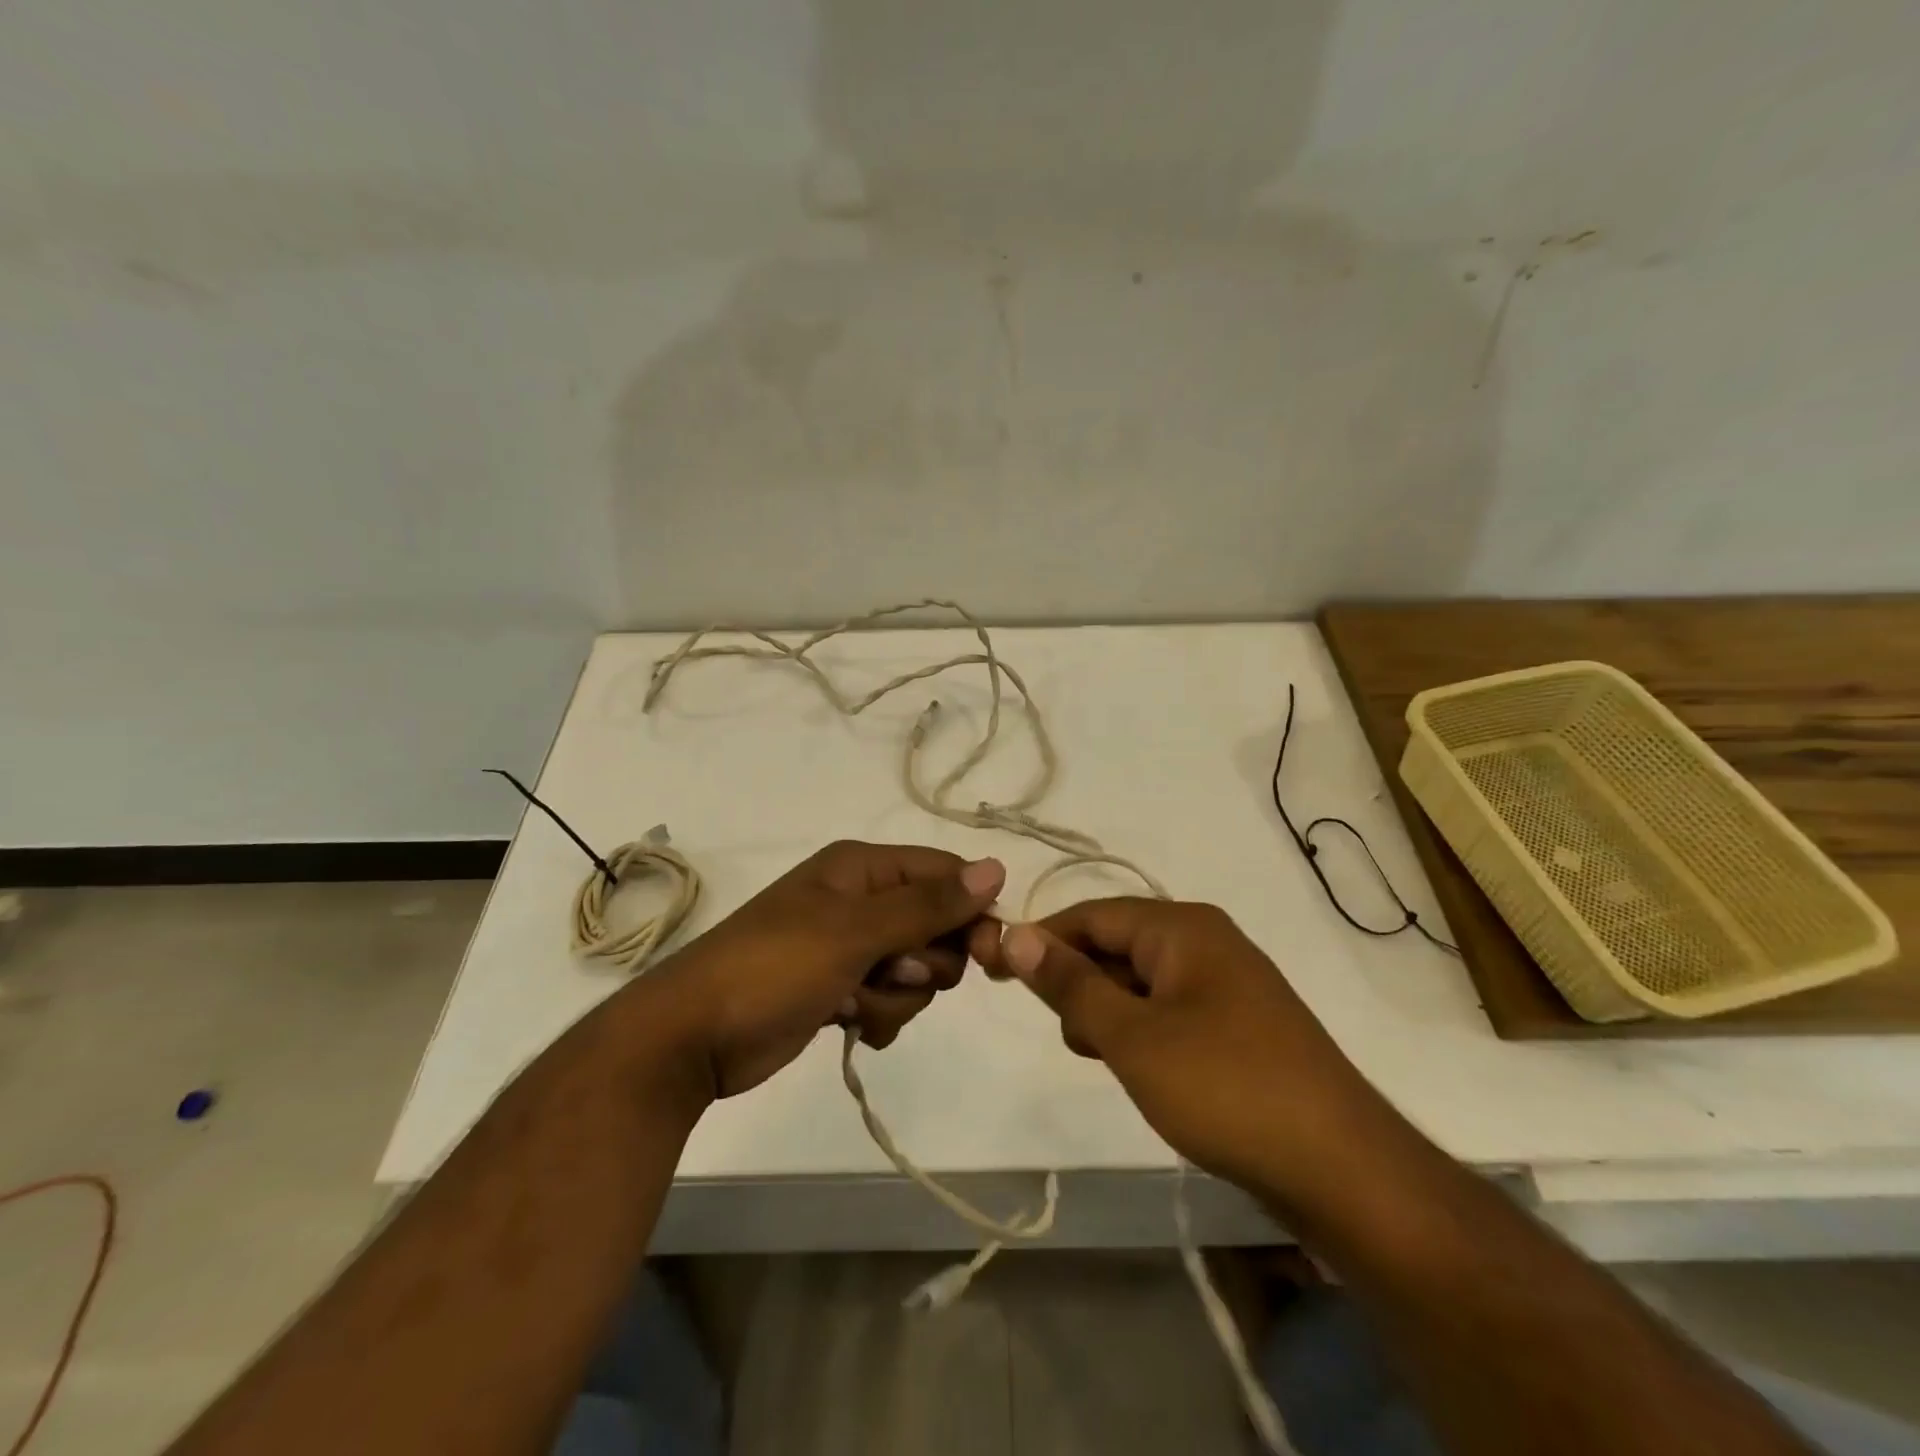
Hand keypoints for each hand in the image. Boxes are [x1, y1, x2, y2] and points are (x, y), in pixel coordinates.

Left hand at [651, 841, 1003, 1098]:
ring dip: (897, 993)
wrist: (693, 1038)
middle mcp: (860, 900)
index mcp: (862, 868)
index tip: (987, 953)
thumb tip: (996, 868)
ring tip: (855, 1001)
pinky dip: (879, 1013)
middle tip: (893, 971)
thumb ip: (928, 905)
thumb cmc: (774, 968)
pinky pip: (890, 997)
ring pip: (916, 968)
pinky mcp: (840, 987)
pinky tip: (850, 1022)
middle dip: (925, 960)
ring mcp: (849, 946)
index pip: (945, 873)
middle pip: (936, 924)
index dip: (971, 910)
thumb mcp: (855, 932)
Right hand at [970, 898, 1380, 1193]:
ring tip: (1102, 1057)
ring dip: (1110, 1011)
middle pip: (1118, 944)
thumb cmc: (1225, 1087)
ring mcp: (1228, 984)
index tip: (996, 968)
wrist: (1343, 1169)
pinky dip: (1141, 1030)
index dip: (1042, 939)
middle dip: (1080, 981)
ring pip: (1142, 981)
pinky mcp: (1240, 1025)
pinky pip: (1170, 1009)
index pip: (1093, 914)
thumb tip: (1016, 934)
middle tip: (1066, 1034)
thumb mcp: (1132, 1036)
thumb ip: (1071, 984)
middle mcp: (1207, 941)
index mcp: (1183, 927)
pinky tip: (1138, 1069)